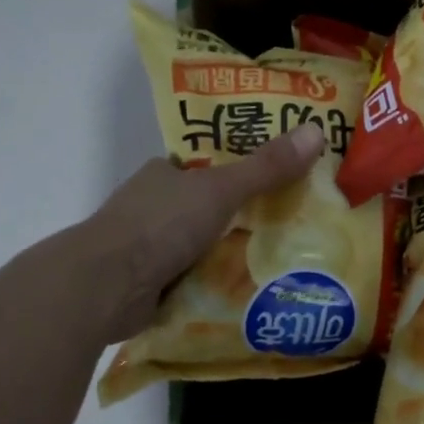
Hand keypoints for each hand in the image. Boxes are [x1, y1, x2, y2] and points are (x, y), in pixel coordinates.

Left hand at [77, 123, 326, 341]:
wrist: (106, 285)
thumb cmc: (161, 224)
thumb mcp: (222, 189)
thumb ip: (266, 168)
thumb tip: (317, 131)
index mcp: (163, 175)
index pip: (203, 167)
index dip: (236, 172)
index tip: (272, 183)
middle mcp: (151, 206)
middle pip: (204, 207)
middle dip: (237, 218)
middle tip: (286, 227)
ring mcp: (146, 247)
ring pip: (197, 244)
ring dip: (225, 253)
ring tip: (275, 262)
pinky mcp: (145, 283)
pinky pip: (189, 277)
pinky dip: (211, 283)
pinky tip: (243, 291)